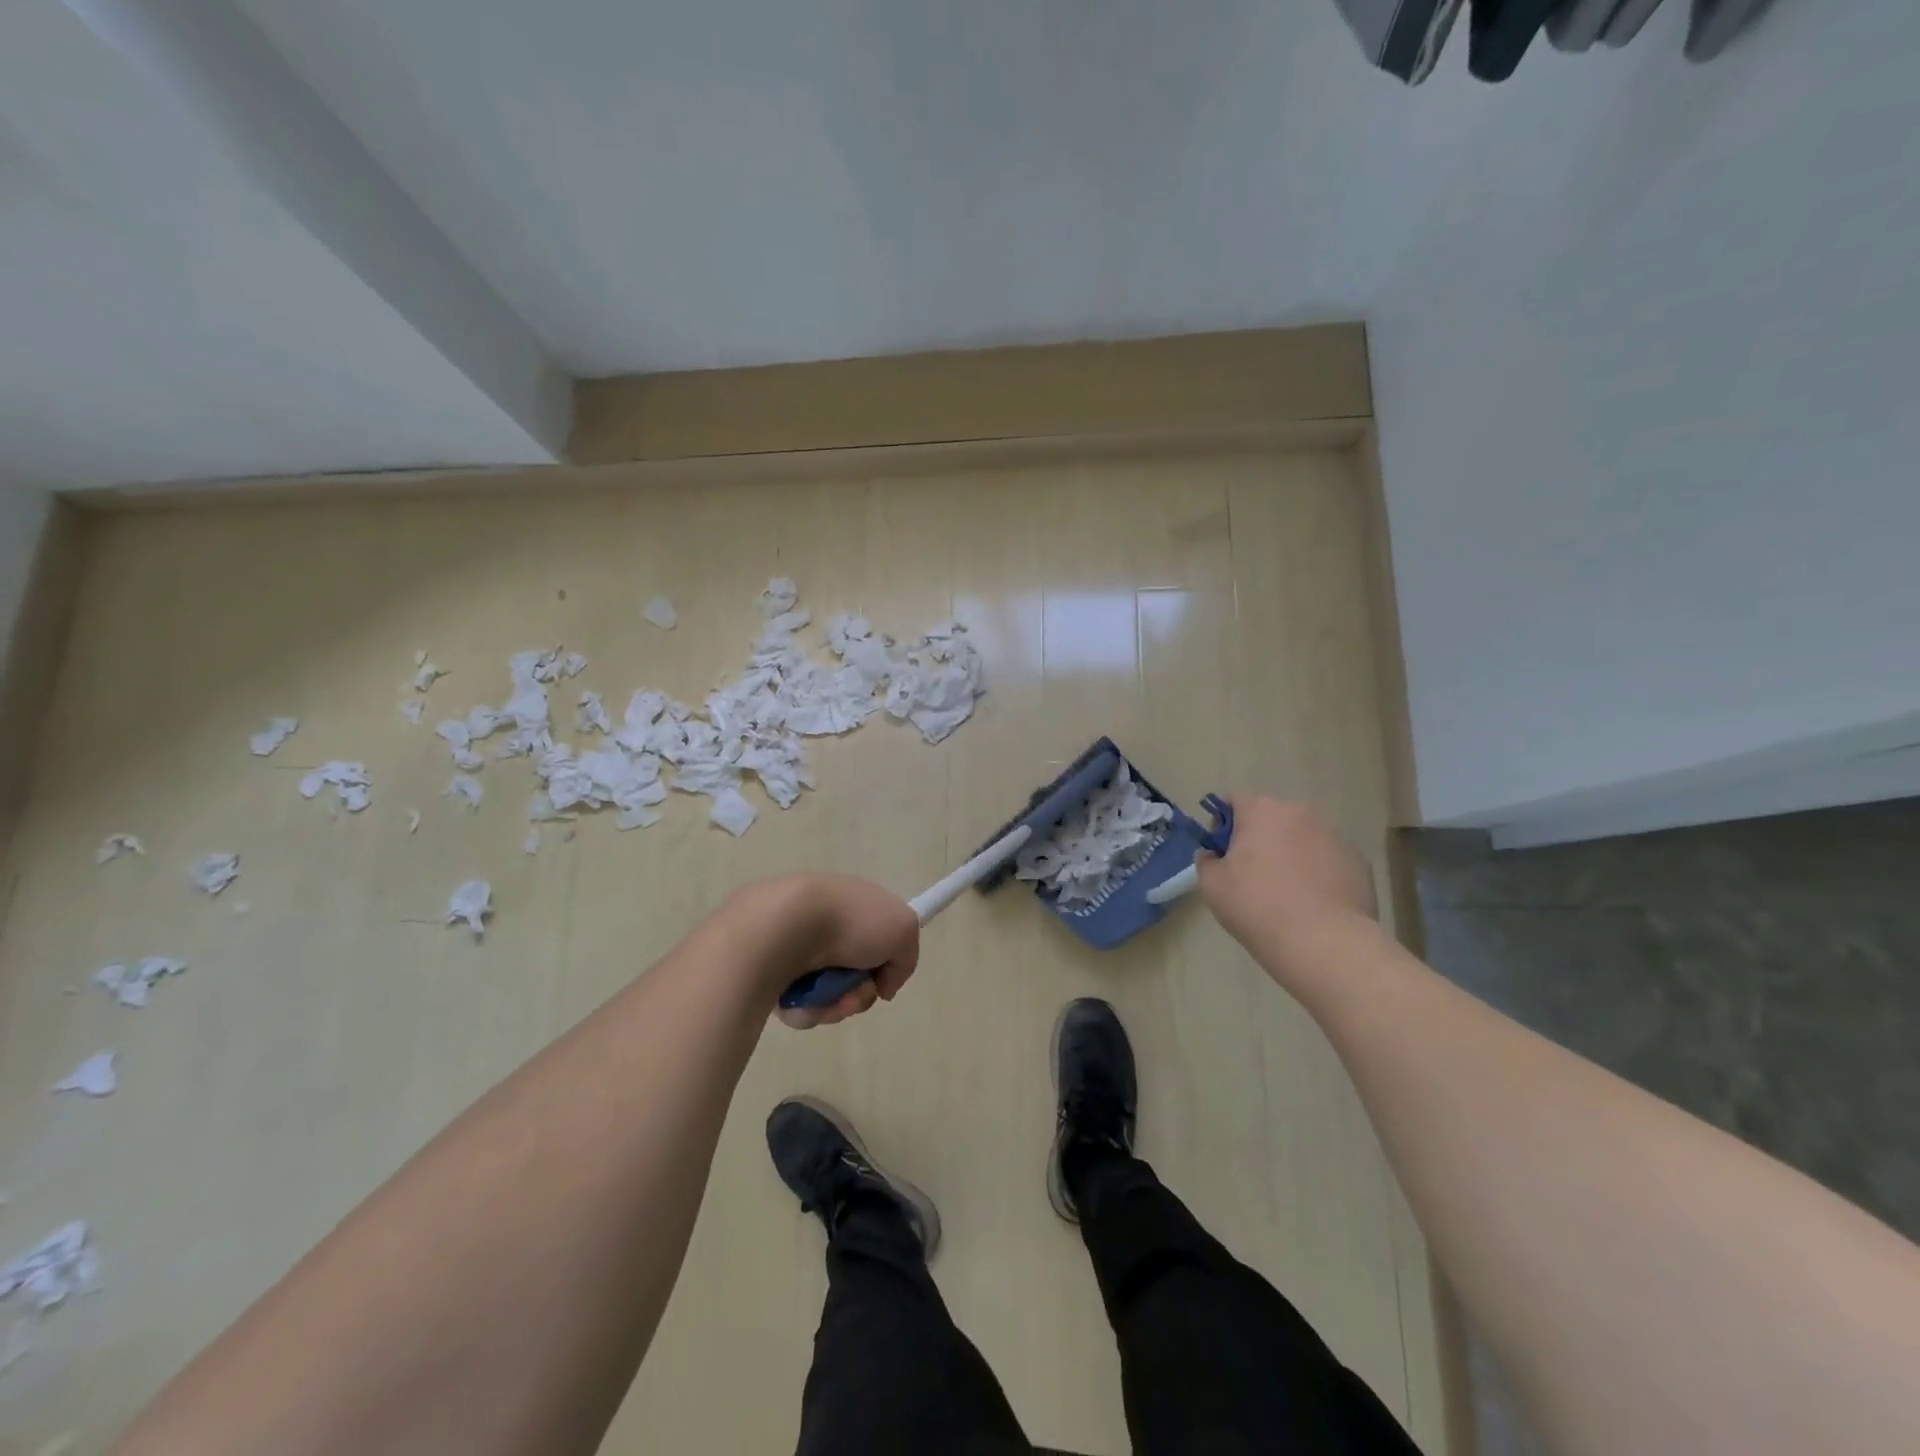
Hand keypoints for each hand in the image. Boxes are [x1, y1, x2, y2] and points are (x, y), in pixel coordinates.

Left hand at [726, 874, 919, 1029]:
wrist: (786, 927)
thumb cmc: (850, 922)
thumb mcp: (903, 929)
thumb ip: (905, 959)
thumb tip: (883, 985)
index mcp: (852, 905)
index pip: (875, 937)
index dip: (883, 960)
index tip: (882, 975)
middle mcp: (823, 924)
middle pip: (853, 975)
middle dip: (860, 993)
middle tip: (856, 993)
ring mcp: (795, 948)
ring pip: (828, 994)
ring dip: (835, 1004)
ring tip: (827, 998)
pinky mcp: (769, 972)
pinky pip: (799, 1004)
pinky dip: (806, 1008)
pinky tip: (802, 999)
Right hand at [1196, 797, 1377, 960]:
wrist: (1324, 943)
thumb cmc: (1257, 906)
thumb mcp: (1212, 885)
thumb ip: (1207, 860)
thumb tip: (1214, 856)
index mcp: (1262, 810)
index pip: (1234, 801)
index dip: (1223, 825)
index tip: (1222, 853)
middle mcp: (1301, 812)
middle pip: (1272, 818)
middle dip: (1260, 838)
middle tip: (1252, 875)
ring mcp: (1335, 835)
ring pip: (1303, 838)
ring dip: (1291, 854)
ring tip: (1287, 893)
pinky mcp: (1359, 861)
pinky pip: (1328, 859)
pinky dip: (1319, 872)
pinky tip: (1314, 903)